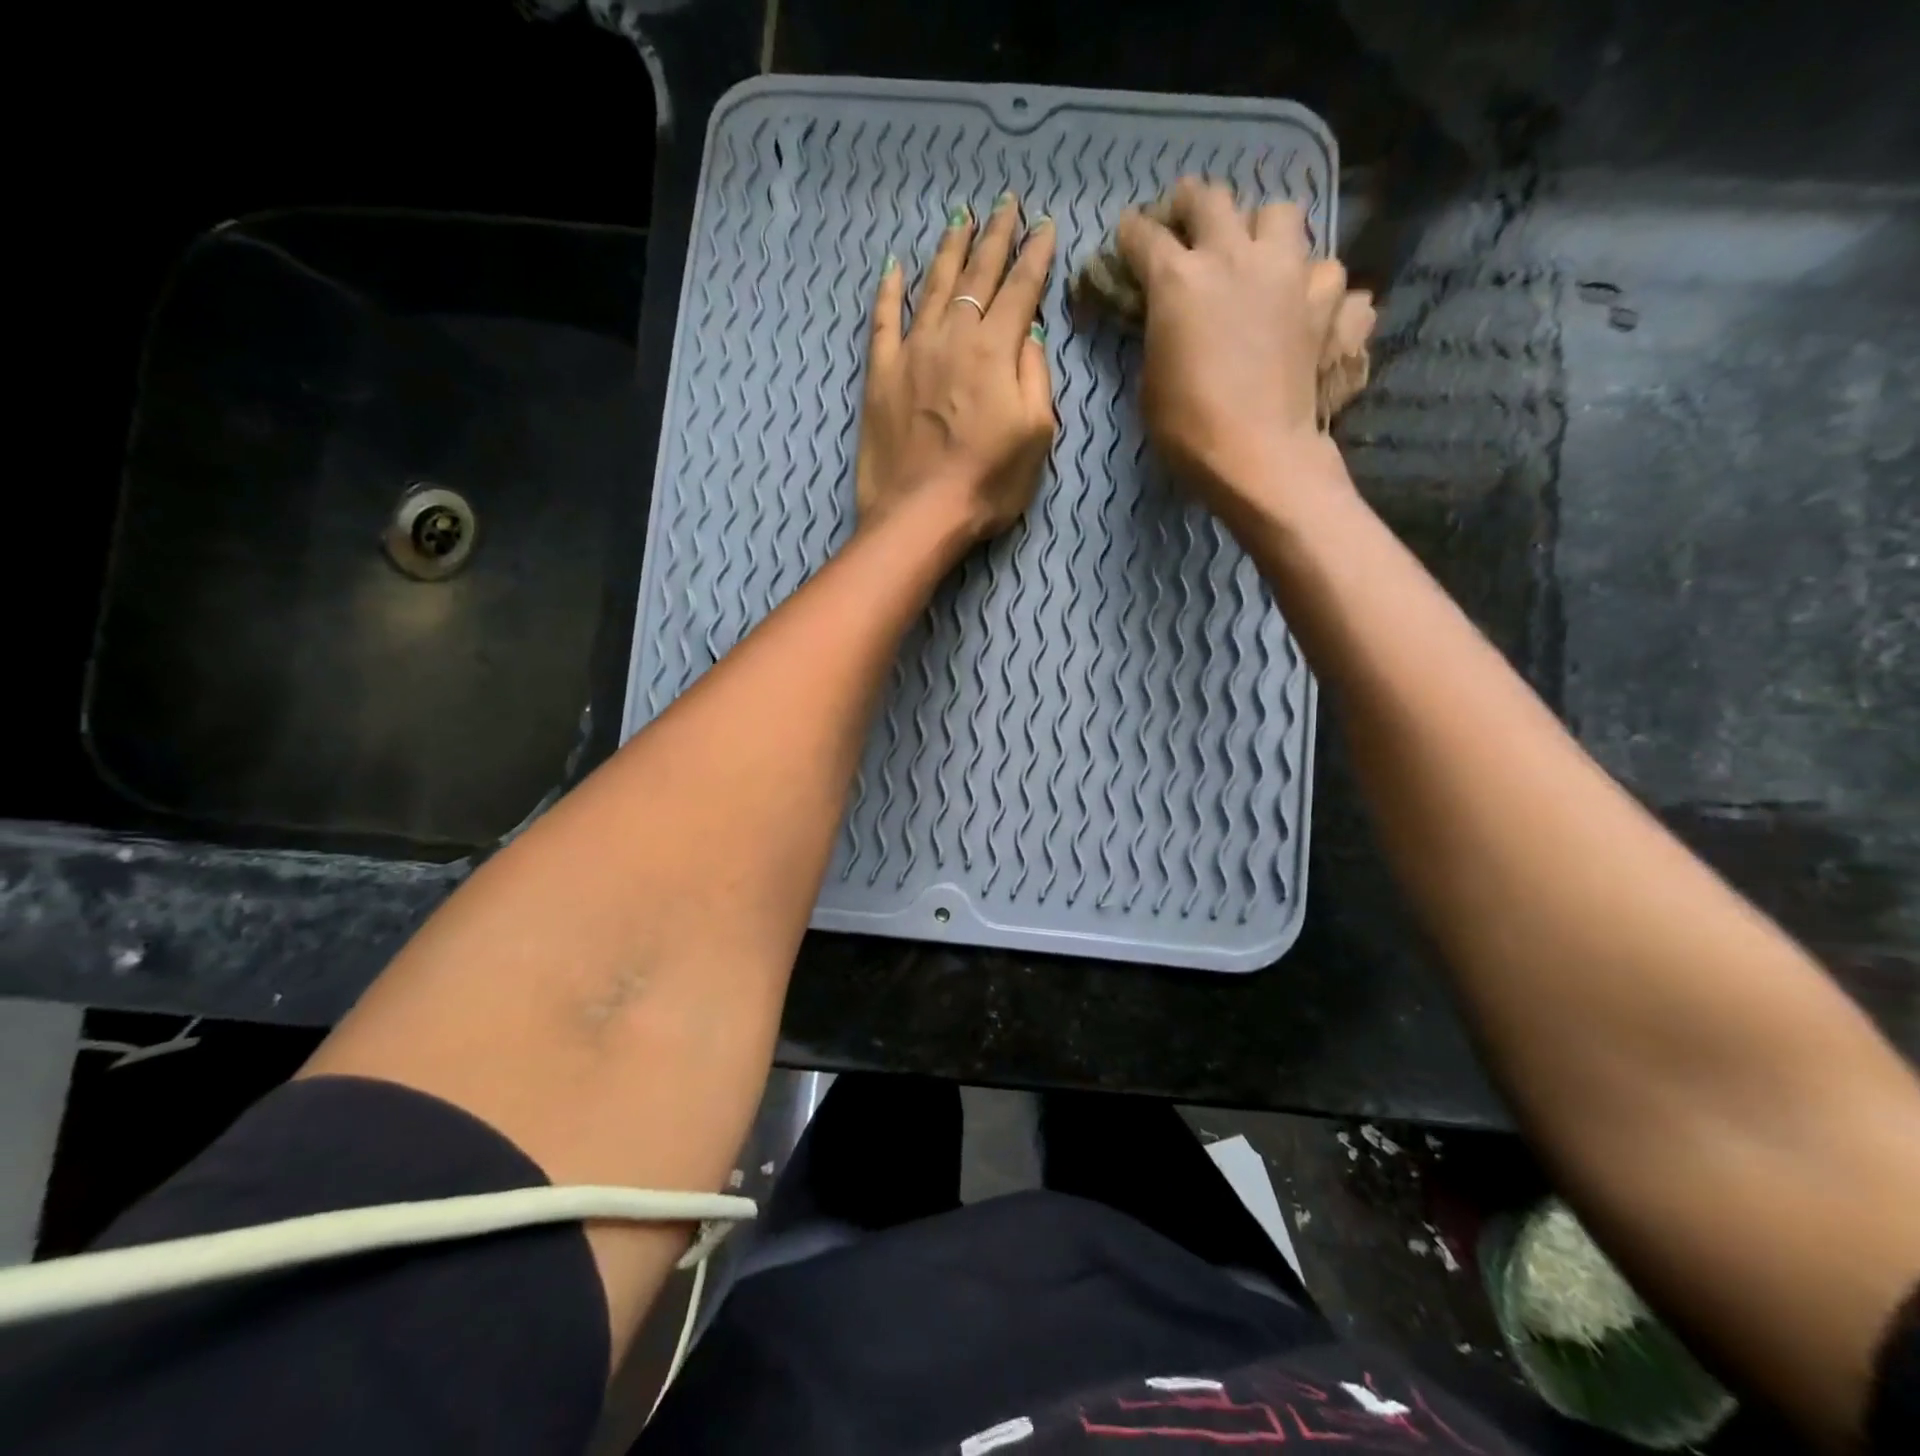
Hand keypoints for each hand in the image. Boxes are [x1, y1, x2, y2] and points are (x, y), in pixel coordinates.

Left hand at [856, 193, 1055, 543]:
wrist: (919, 515)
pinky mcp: (880, 375)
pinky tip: (895, 267)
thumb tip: (1027, 334)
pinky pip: (883, 321)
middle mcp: (952, 337)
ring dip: (949, 251)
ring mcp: (911, 353)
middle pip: (977, 275)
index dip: (1034, 254)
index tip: (1044, 225)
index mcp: (995, 350)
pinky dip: (889, 291)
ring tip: (960, 220)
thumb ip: (1035, 376)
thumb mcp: (1036, 435)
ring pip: (932, 287)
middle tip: (1004, 205)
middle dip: (994, 237)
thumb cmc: (988, 483)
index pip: (1020, 288)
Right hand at [1116, 178, 1373, 522]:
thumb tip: (1170, 319)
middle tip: (1185, 215)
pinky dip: (1316, 285)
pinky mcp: (1327, 302)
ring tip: (1257, 254)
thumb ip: (1160, 336)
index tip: (1128, 233)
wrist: (1259, 456)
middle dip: (1191, 203)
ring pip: (1281, 214)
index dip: (1132, 233)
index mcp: (1180, 280)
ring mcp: (1290, 273)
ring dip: (1263, 228)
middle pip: (1212, 200)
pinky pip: (1328, 273)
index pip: (1146, 237)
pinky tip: (1309, 305)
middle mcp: (1236, 258)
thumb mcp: (1151, 383)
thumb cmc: (1189, 429)